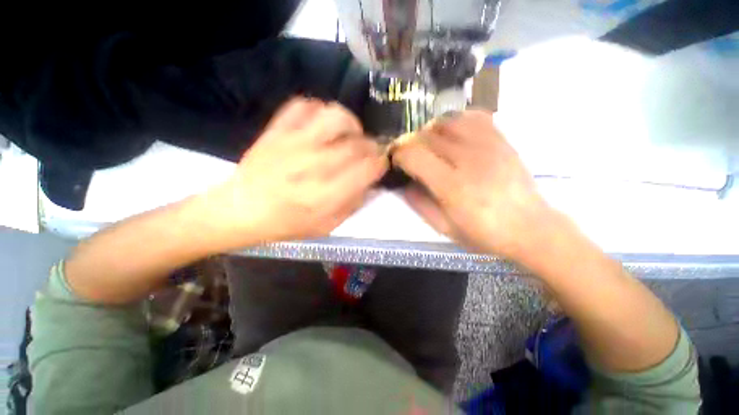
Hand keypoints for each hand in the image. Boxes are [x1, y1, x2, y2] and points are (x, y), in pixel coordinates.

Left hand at [209, 98, 387, 243]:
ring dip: (350, 124)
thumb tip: (370, 181)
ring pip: (335, 116)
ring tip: (348, 135)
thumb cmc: (287, 223)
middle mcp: (315, 166)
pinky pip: (303, 105)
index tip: (380, 164)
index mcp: (328, 195)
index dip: (381, 163)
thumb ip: (354, 203)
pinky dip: (319, 111)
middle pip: (358, 144)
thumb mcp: (328, 226)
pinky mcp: (278, 130)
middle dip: (371, 146)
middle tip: (368, 152)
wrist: (241, 209)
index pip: (369, 168)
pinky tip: (321, 126)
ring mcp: (295, 143)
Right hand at [391, 110, 553, 259]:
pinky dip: (456, 122)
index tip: (397, 161)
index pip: (414, 154)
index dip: (399, 154)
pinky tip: (454, 136)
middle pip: (427, 135)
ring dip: (431, 131)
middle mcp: (469, 159)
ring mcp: (488, 145)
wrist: (530, 227)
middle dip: (411, 143)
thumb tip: (404, 183)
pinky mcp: (501, 139)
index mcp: (452, 186)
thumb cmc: (484, 233)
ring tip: (431, 146)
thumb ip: (419, 204)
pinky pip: (473, 117)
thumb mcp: (444, 228)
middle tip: (411, 156)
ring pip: (447, 121)